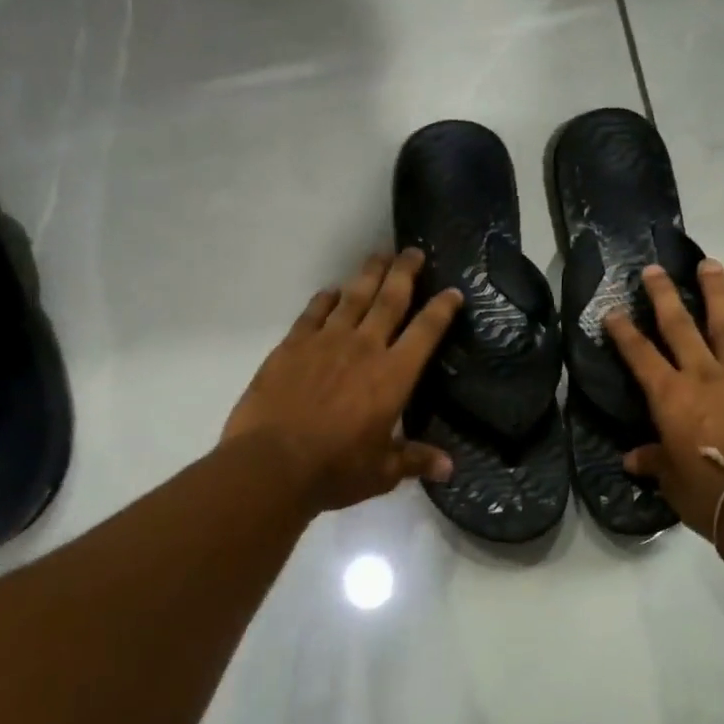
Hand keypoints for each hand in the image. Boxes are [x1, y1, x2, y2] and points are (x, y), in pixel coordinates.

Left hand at [223, 249, 461, 514]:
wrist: (271, 465)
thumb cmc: (335, 469)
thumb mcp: (382, 471)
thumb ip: (415, 460)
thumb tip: (449, 469)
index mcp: (393, 375)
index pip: (426, 331)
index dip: (442, 309)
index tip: (453, 291)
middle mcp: (364, 348)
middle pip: (390, 299)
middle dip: (405, 273)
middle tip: (413, 251)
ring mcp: (325, 342)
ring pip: (353, 297)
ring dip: (369, 274)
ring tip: (379, 256)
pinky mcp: (292, 346)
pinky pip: (313, 313)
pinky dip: (325, 299)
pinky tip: (331, 291)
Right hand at [605, 260, 723, 540]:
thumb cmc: (709, 494)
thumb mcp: (673, 482)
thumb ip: (655, 461)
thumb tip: (632, 459)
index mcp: (670, 397)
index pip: (639, 356)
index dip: (623, 331)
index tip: (612, 309)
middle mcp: (703, 376)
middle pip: (680, 326)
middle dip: (664, 295)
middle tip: (655, 268)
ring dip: (716, 294)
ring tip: (710, 265)